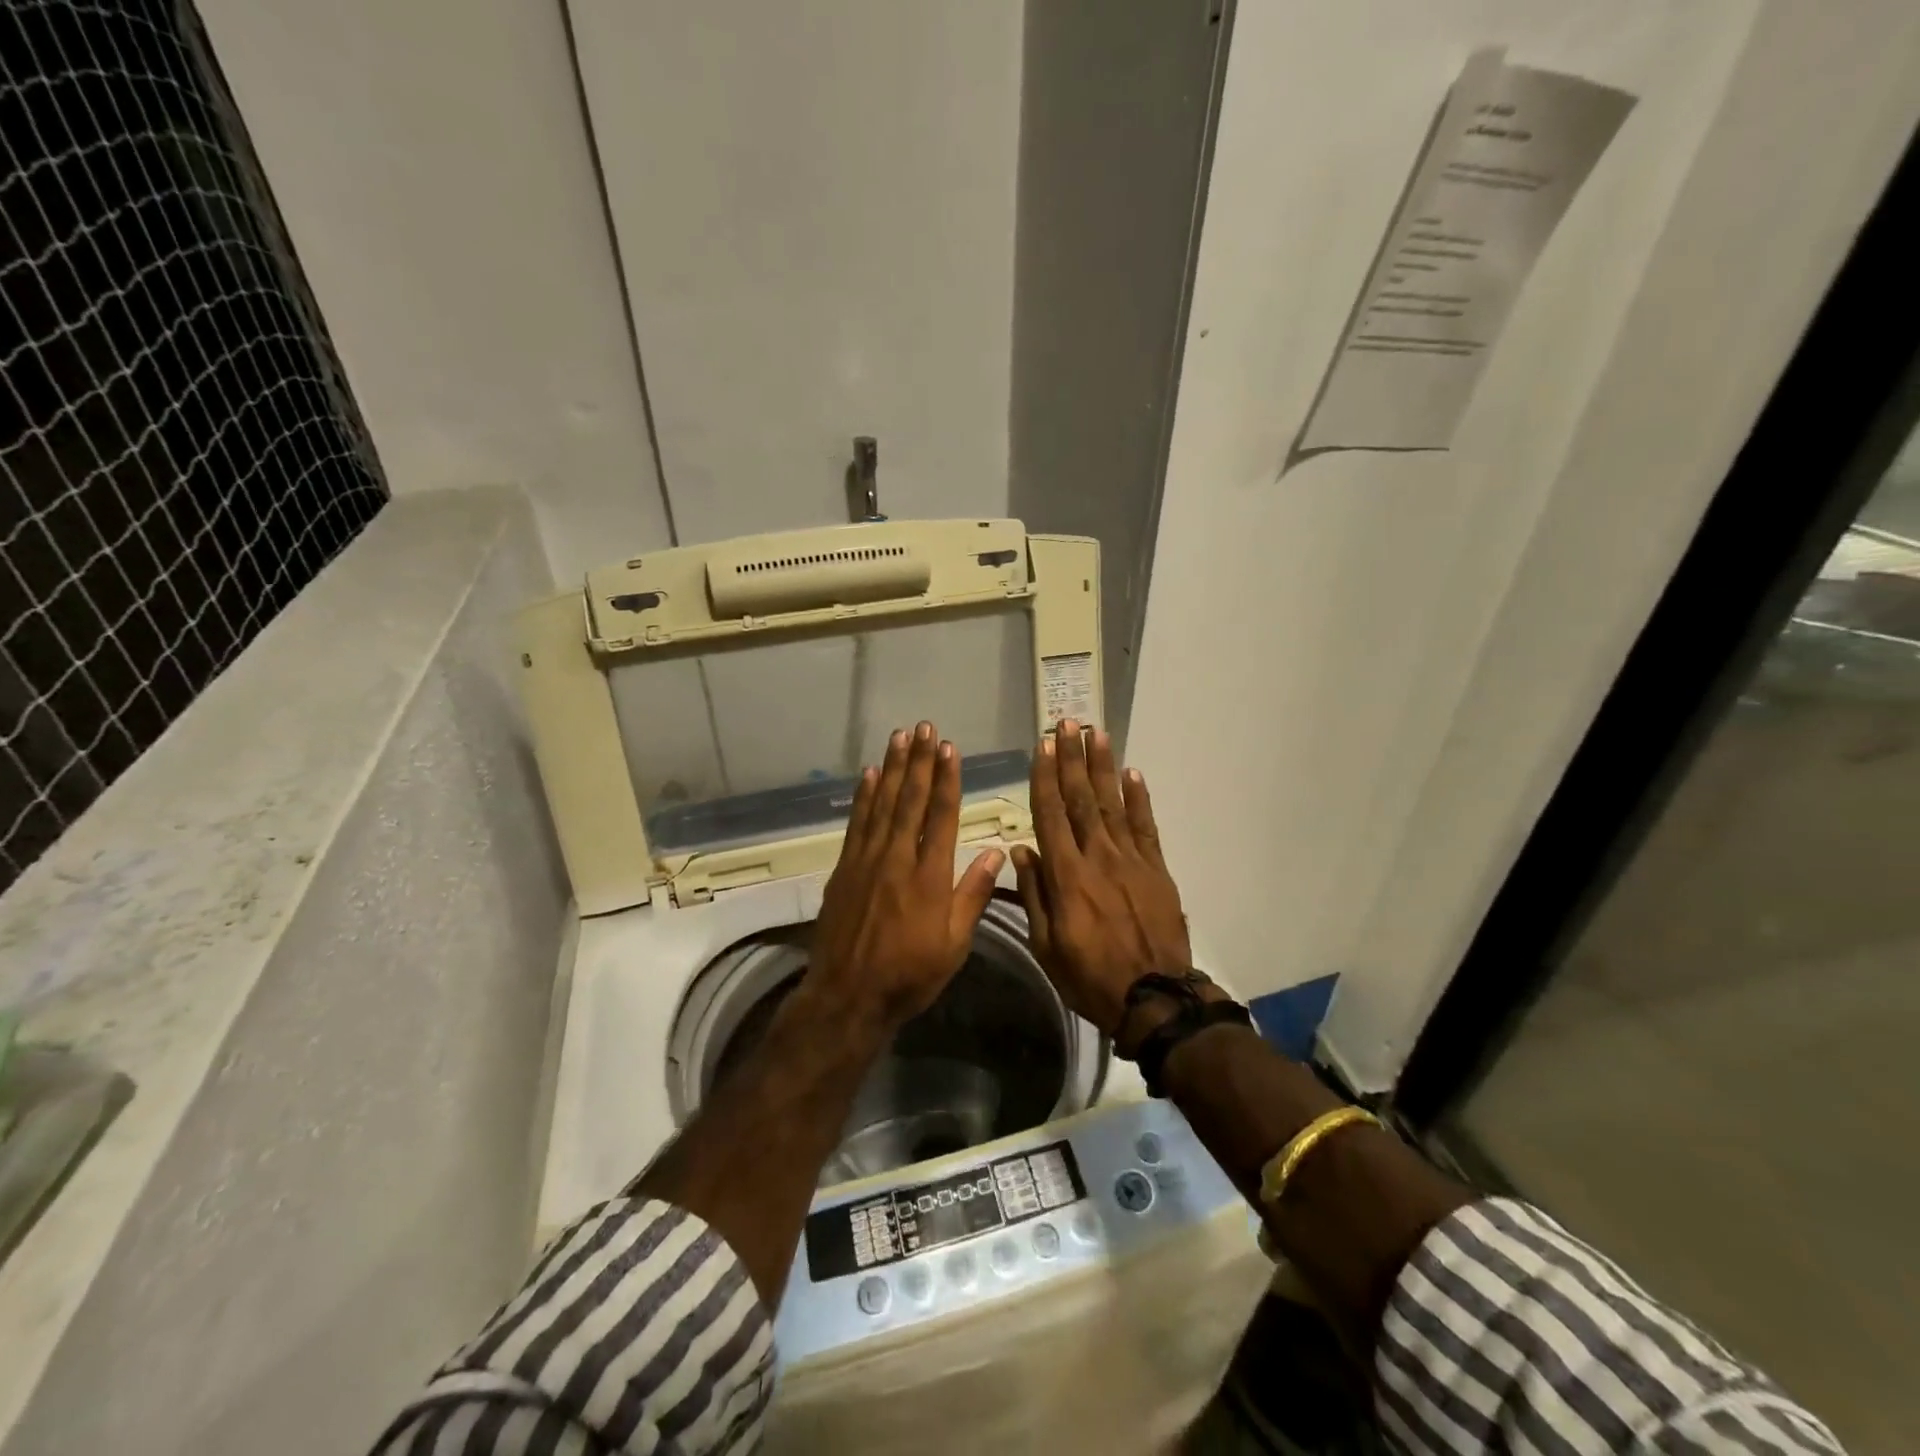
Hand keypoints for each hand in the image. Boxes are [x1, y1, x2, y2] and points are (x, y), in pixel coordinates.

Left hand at [808, 721, 1005, 1032]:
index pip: (941, 817)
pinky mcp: (844, 869)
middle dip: (919, 761)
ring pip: (882, 804)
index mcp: (930, 878)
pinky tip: (869, 774)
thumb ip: (972, 896)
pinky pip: (857, 823)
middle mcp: (897, 859)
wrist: (848, 996)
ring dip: (893, 768)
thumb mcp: (954, 945)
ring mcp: (866, 861)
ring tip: (900, 737)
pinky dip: (864, 796)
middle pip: (910, 801)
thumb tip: (994, 852)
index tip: (949, 749)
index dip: (946, 780)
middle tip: (924, 727)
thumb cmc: (909, 975)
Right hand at [1011, 721, 1193, 1037]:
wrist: (1154, 998)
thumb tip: (1022, 850)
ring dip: (1103, 767)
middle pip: (1082, 799)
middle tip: (1067, 724)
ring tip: (1096, 734)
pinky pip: (1145, 826)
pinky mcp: (1156, 869)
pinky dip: (1138, 798)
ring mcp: (1131, 860)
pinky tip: (1131, 774)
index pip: (1051, 814)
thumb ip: (1034, 894)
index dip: (1045, 777)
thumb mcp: (1046, 945)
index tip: (1042, 747)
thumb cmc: (1089, 975)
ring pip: (1113, 804)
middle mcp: (1098, 856)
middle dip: (1073, 759)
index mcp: (1067, 875)